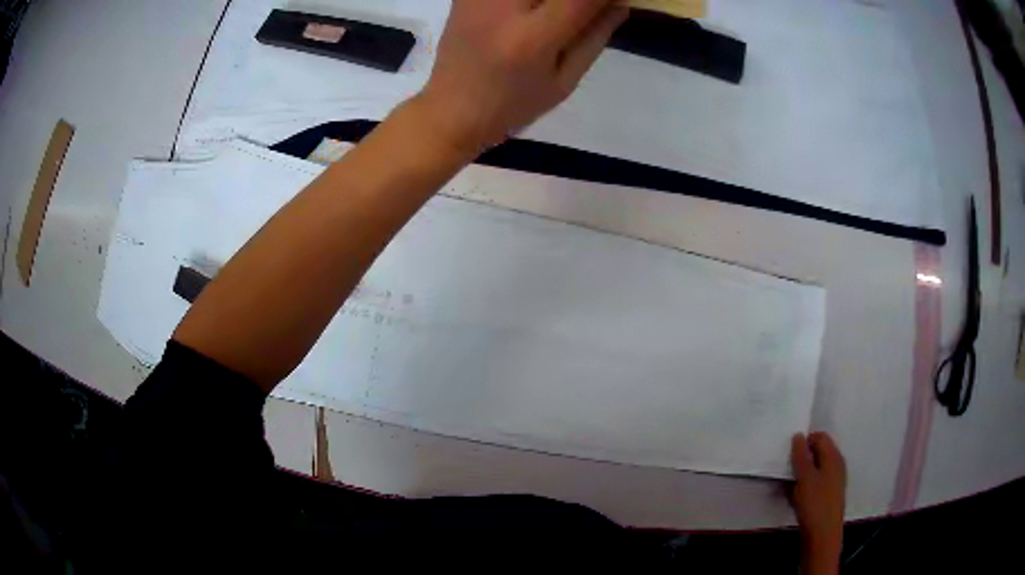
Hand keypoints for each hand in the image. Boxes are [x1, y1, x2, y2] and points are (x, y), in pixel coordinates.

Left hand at [414, 0, 627, 155]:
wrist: (450, 109)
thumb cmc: (513, 105)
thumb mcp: (565, 80)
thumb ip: (596, 34)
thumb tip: (621, 0)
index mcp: (532, 39)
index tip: (616, 1)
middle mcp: (503, 7)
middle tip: (586, 10)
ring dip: (554, 0)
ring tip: (557, 15)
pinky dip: (531, 0)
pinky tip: (533, 11)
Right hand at [790, 433, 846, 558]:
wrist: (823, 535)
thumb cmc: (815, 503)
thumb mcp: (805, 478)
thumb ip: (800, 456)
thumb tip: (798, 435)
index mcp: (833, 456)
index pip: (819, 437)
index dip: (804, 441)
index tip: (788, 453)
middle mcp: (836, 465)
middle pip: (817, 453)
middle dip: (800, 460)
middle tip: (785, 470)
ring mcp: (833, 481)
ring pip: (814, 470)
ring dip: (800, 475)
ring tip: (787, 486)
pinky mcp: (827, 495)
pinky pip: (814, 483)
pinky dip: (803, 486)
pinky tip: (793, 498)